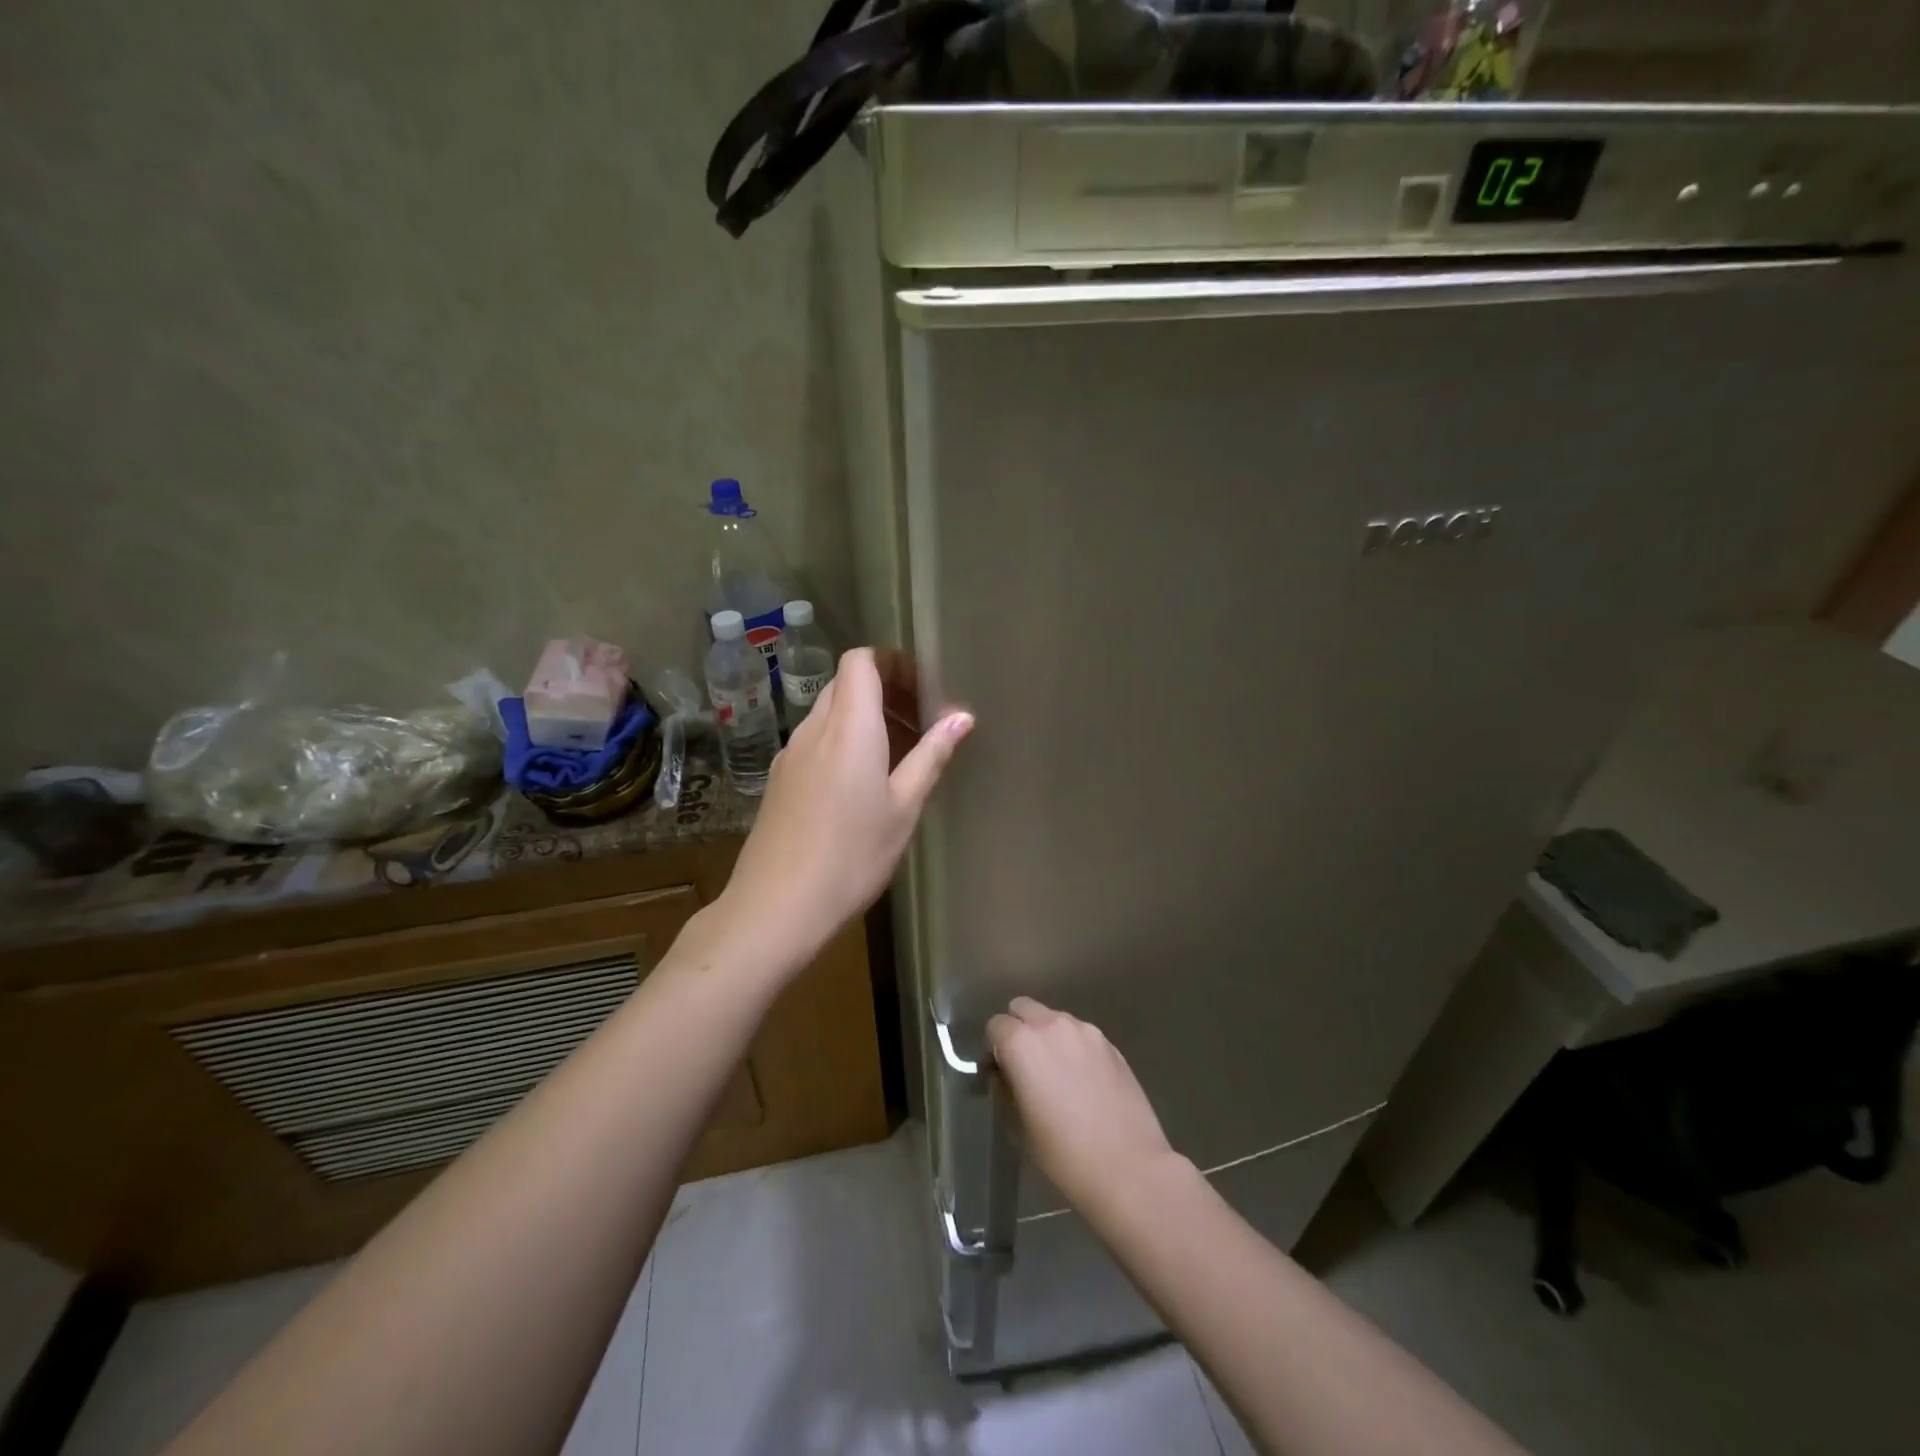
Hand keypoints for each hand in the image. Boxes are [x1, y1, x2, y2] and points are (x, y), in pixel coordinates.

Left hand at [719, 647, 972, 974]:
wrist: (776, 907)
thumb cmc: (852, 856)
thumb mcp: (904, 808)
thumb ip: (932, 756)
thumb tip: (961, 717)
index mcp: (849, 727)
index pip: (860, 661)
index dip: (892, 663)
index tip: (922, 688)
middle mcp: (813, 729)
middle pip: (845, 684)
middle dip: (884, 691)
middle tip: (919, 722)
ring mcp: (789, 754)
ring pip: (829, 713)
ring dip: (863, 719)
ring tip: (898, 756)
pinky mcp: (779, 780)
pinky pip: (814, 742)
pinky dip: (842, 743)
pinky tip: (861, 785)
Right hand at [987, 998, 1181, 1214]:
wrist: (1129, 1167)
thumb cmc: (1064, 1155)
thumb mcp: (1018, 1126)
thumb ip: (1007, 1088)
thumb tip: (1008, 1075)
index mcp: (1022, 1043)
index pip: (995, 1026)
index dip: (994, 1048)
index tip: (1001, 1073)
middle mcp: (1051, 1025)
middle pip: (1023, 1008)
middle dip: (1018, 1029)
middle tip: (1025, 1066)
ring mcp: (1085, 1031)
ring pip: (1054, 1019)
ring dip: (1048, 1036)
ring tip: (1059, 1074)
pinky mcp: (1110, 1044)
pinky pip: (1081, 1035)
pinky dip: (1074, 1048)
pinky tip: (1085, 1081)